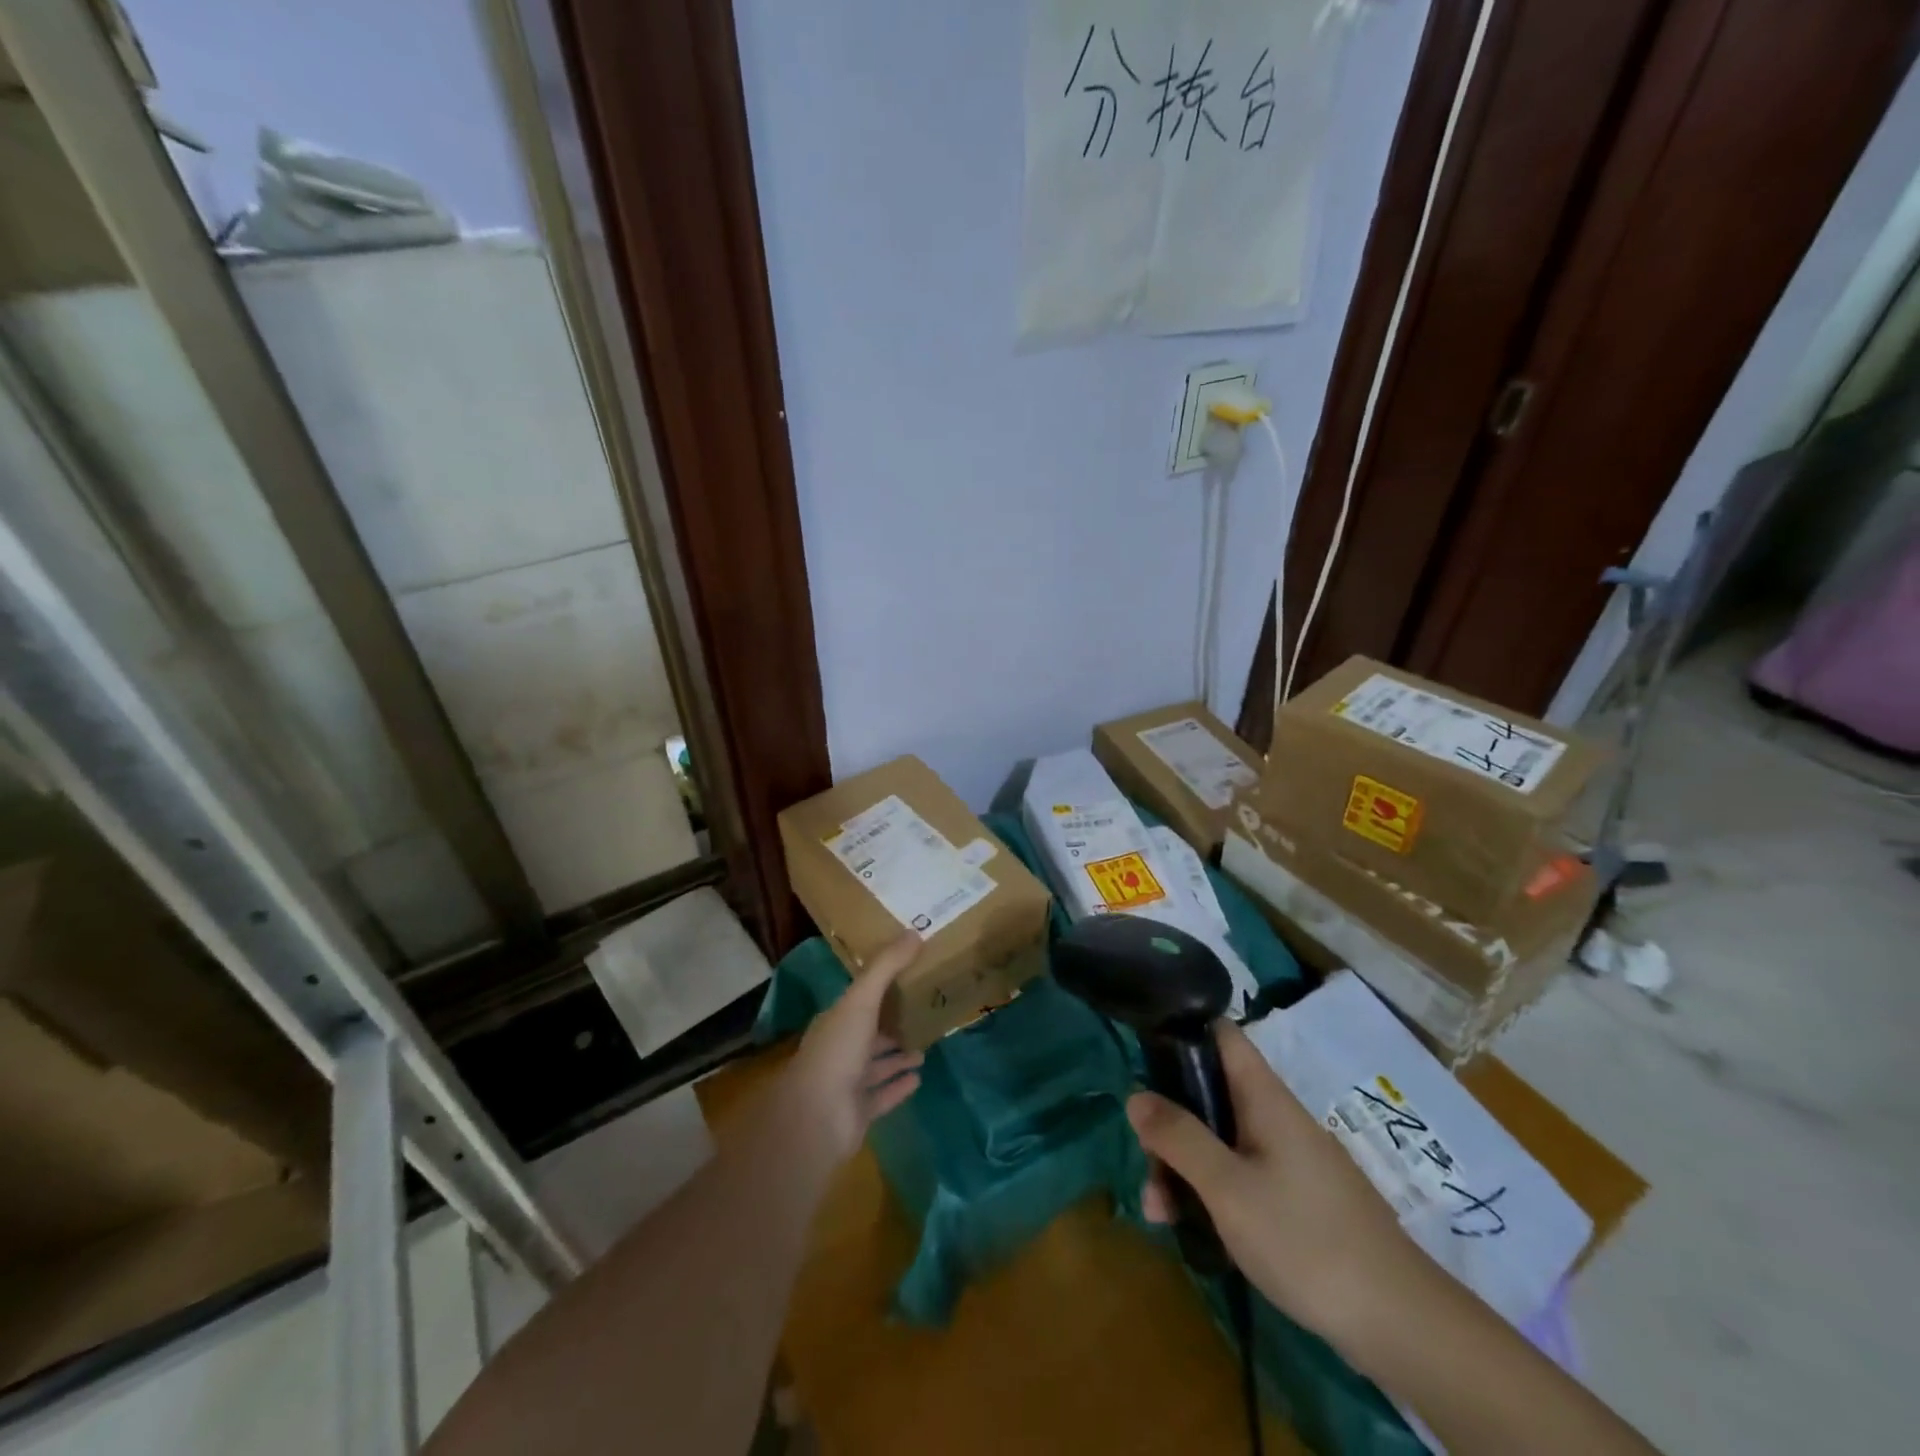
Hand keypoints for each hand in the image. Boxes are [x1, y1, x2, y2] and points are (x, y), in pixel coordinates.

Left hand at [780, 933, 925, 1165]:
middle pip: (869, 1033)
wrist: (817, 1118)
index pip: (859, 1000)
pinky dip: (899, 1086)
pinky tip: (919, 1077)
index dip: (879, 989)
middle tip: (921, 1013)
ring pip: (877, 1065)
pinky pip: (883, 1095)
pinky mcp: (859, 1112)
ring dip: (897, 1056)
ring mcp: (848, 1083)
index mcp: (835, 1022)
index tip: (906, 977)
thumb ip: (886, 968)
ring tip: (925, 1046)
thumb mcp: (862, 1000)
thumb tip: (914, 932)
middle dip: (891, 1025)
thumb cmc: (837, 1051)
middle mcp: (840, 1050)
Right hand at [1129, 1020, 1426, 1343]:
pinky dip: (1212, 1193)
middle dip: (1171, 1124)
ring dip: (1185, 1167)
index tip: (1143, 1051)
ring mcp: (1289, 1159)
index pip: (1221, 1035)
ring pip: (1222, 1141)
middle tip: (1145, 1164)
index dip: (1183, 1030)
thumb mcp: (1227, 1188)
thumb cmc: (1305, 1240)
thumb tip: (1135, 1095)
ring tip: (1158, 1213)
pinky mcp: (1297, 1198)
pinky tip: (1192, 1229)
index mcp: (1265, 1098)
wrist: (1400, 1324)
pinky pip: (1241, 1175)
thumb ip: (1179, 1138)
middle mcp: (1276, 1117)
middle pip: (1210, 1095)